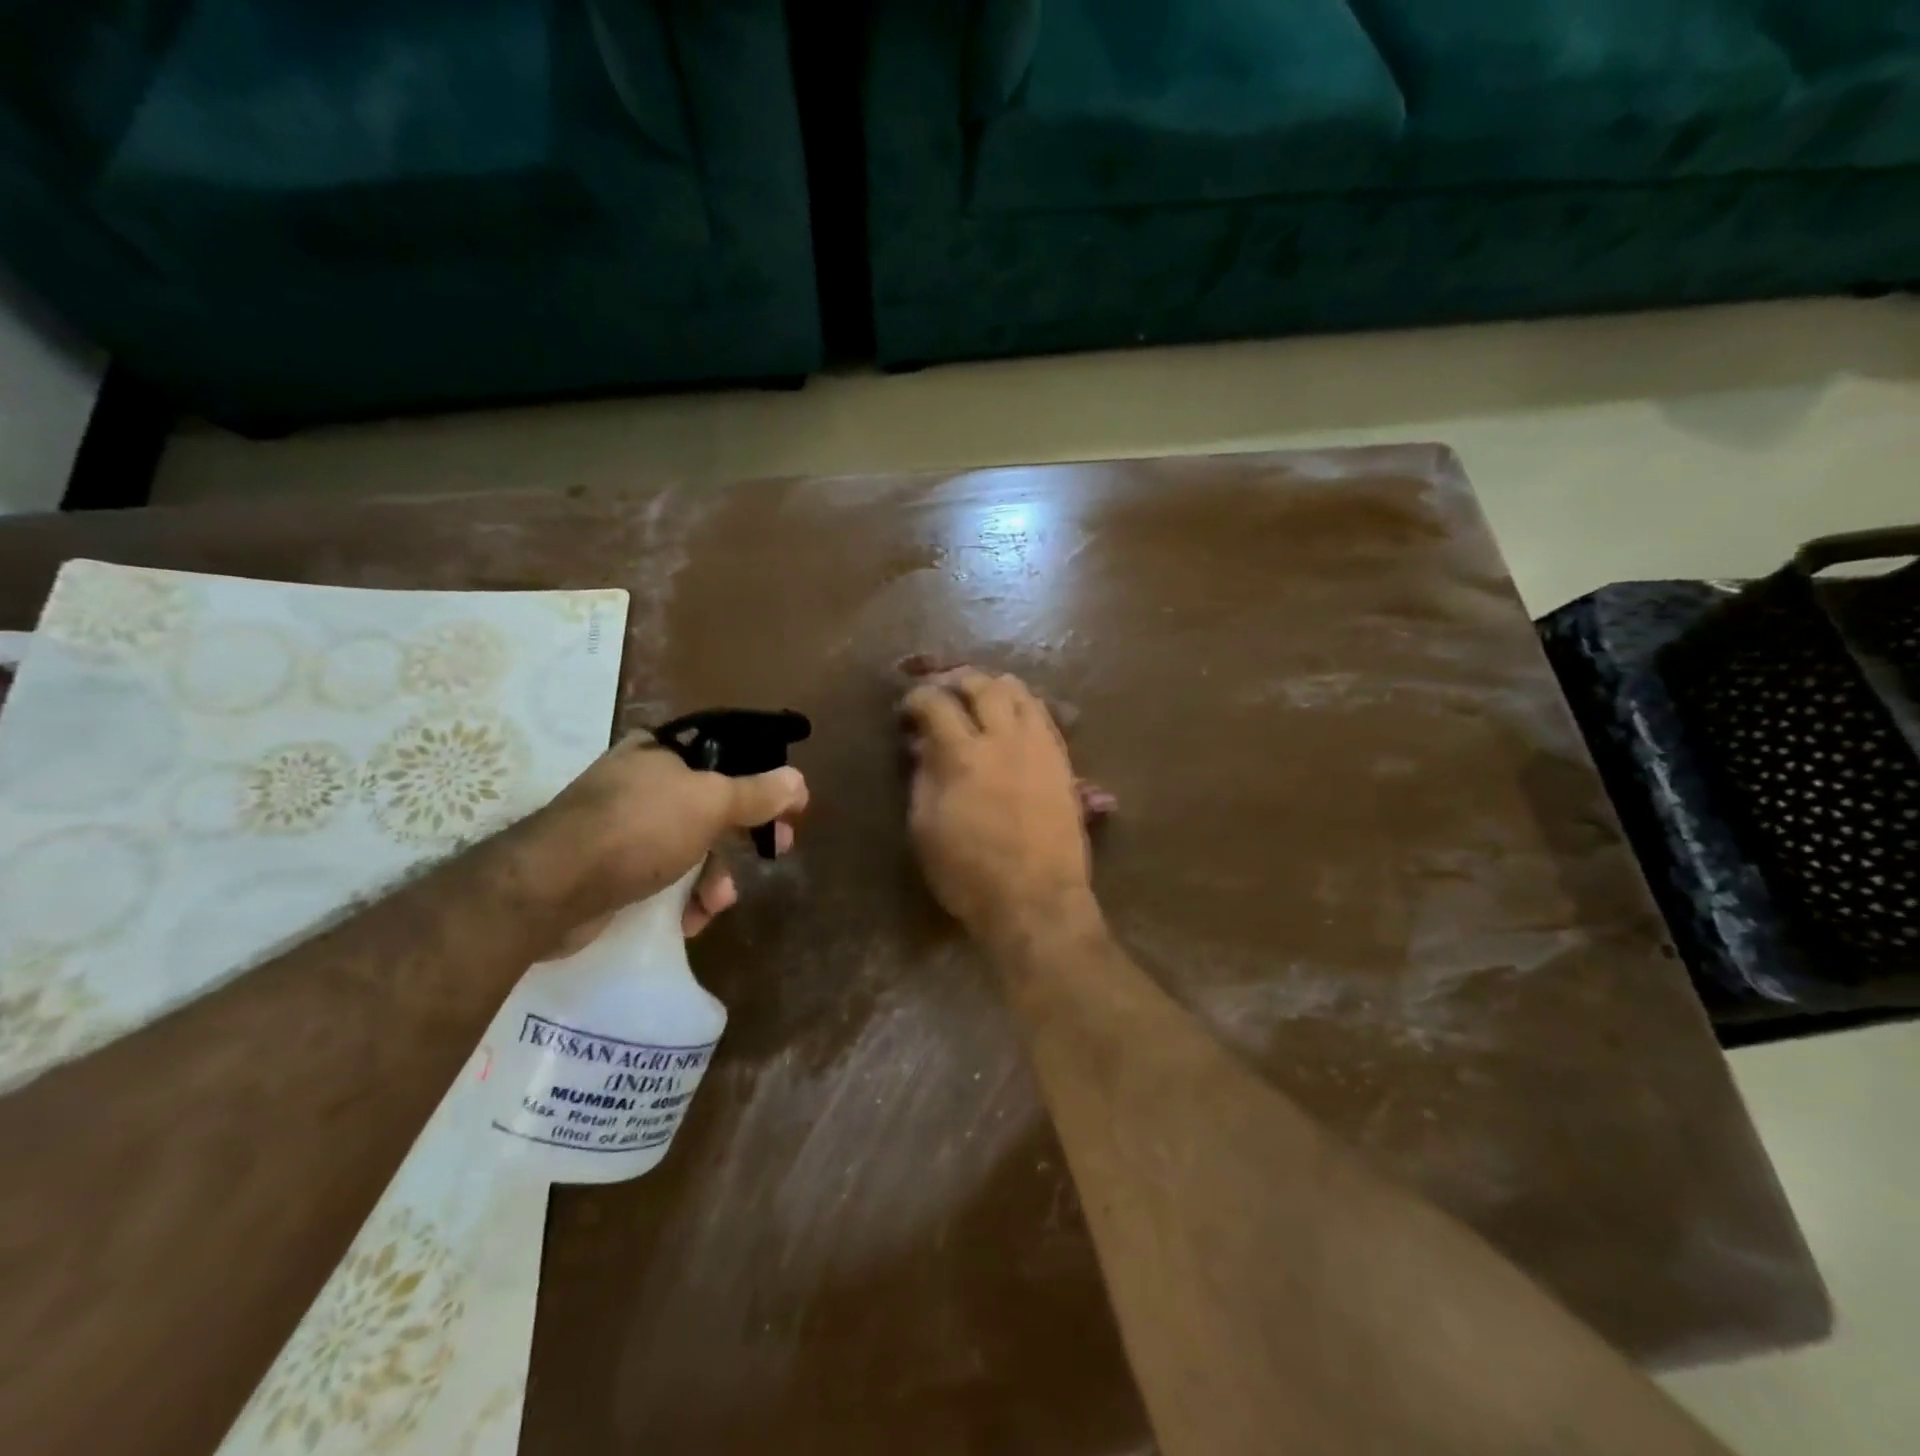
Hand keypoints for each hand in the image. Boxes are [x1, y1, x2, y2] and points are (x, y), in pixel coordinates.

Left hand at [517, 732, 807, 949]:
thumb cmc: (638, 829)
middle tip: (776, 852)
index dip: (763, 781)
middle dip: (742, 838)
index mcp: (662, 751)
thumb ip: (757, 793)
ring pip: (693, 847)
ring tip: (714, 904)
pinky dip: (683, 898)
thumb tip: (799, 782)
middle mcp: (643, 782)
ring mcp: (624, 826)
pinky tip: (687, 920)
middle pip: (714, 805)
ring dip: (714, 878)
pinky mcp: (612, 868)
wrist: (549, 890)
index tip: (787, 811)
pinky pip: (665, 877)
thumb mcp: (710, 803)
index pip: (728, 756)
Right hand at [901, 668, 1097, 945]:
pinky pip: (1044, 715)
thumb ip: (922, 777)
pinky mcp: (1062, 761)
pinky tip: (1012, 719)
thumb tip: (922, 745)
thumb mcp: (925, 828)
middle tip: (943, 691)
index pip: (936, 703)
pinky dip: (1023, 705)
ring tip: (979, 698)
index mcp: (964, 756)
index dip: (916, 698)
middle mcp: (1005, 739)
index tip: (908, 708)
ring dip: (994, 686)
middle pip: (982, 684)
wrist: (1035, 900)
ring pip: (1020, 691)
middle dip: (956, 679)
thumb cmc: (969, 873)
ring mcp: (1039, 747)